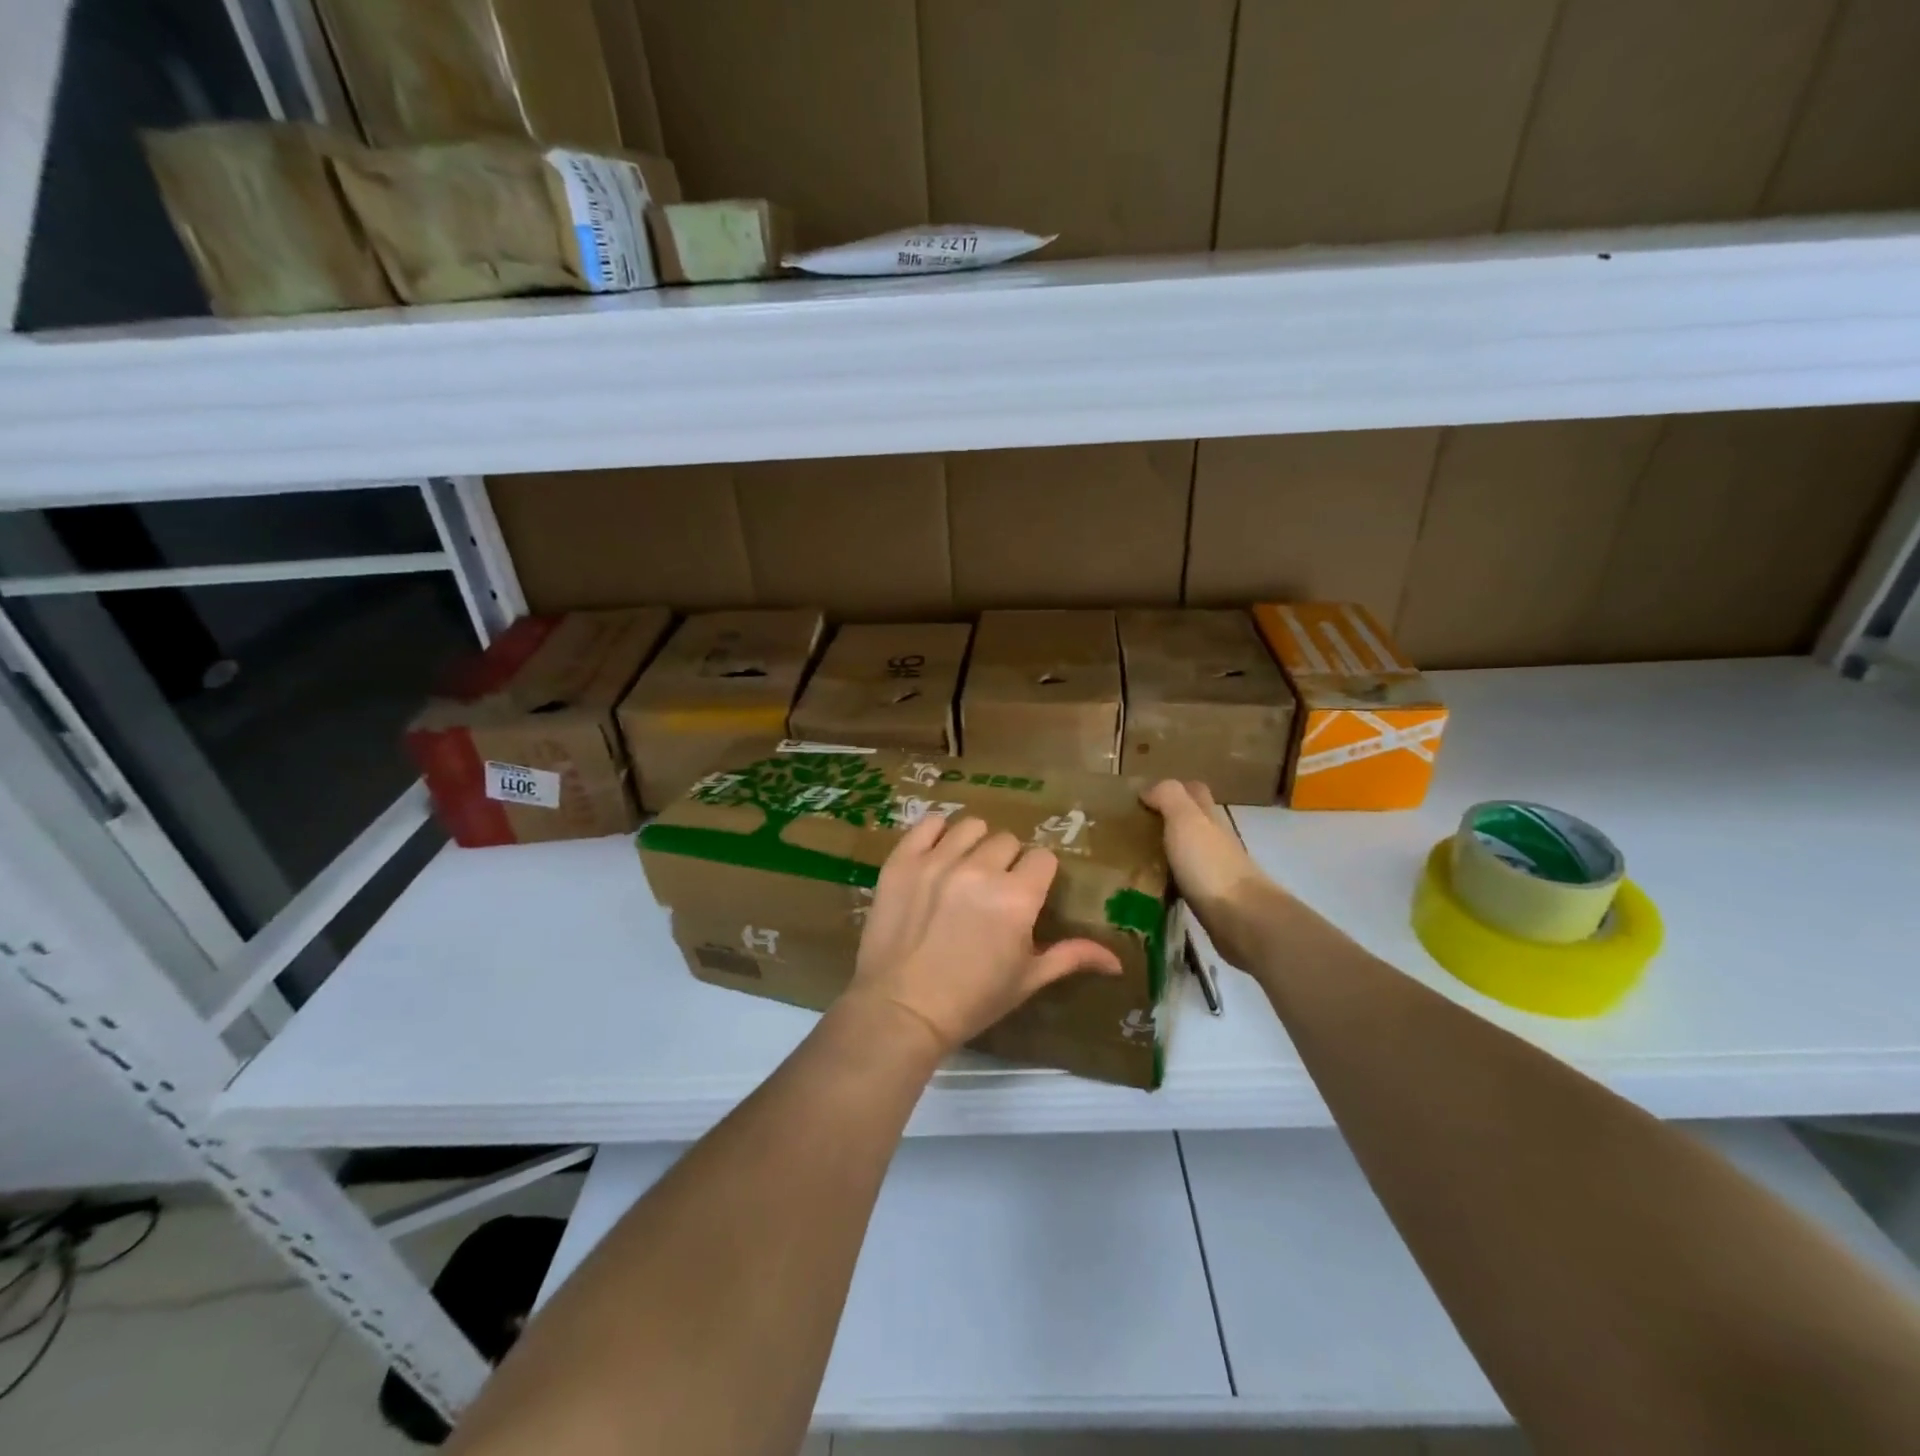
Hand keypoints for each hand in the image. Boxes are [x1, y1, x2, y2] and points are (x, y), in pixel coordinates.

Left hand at [848, 814, 1123, 1052]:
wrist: (901, 1010)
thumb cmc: (971, 1000)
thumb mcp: (1027, 980)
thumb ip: (1071, 957)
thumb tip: (1118, 962)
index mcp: (1017, 898)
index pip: (1042, 859)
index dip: (1037, 876)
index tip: (1026, 894)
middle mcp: (980, 870)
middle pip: (1007, 841)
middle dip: (1007, 862)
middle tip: (993, 891)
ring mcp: (937, 861)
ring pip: (970, 828)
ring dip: (975, 845)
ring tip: (965, 871)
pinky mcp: (902, 861)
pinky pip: (928, 825)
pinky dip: (937, 834)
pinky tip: (938, 854)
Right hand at [1141, 779, 1287, 969]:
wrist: (1242, 919)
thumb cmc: (1210, 865)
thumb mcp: (1186, 821)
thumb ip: (1169, 797)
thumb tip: (1148, 789)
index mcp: (1210, 818)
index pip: (1195, 792)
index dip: (1173, 789)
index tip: (1143, 798)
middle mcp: (1216, 841)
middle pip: (1194, 822)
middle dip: (1168, 820)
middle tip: (1133, 828)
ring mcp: (1216, 872)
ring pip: (1189, 852)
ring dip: (1168, 851)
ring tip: (1134, 857)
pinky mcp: (1212, 901)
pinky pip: (1187, 882)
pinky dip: (1171, 879)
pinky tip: (1151, 886)